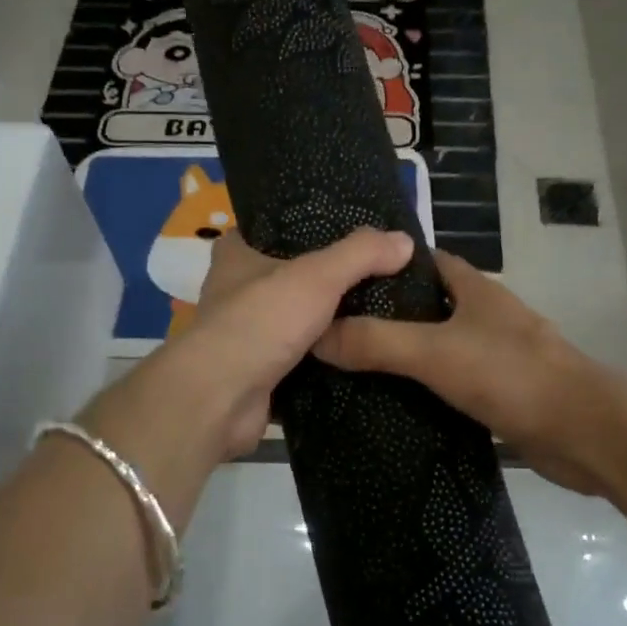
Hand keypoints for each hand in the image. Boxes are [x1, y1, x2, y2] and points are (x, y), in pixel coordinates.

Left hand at [138, 227, 414, 459]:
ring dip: (323, 326)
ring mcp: (244, 338)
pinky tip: (357, 359)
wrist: (221, 398)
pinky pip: (297, 365)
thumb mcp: (317, 276)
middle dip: (320, 281)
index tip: (337, 231)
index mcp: (236, 258)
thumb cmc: (261, 320)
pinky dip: (321, 365)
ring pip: (291, 324)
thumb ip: (361, 255)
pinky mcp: (255, 377)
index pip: (263, 230)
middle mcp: (234, 294)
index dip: (296, 227)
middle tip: (371, 277)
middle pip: (284, 279)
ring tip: (373, 318)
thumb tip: (405, 241)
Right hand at [314, 250, 626, 495]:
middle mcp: (488, 318)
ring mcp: (498, 357)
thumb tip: (316, 334)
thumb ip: (378, 342)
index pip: (427, 262)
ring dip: (407, 355)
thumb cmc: (512, 375)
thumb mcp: (436, 353)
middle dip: (390, 314)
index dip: (389, 264)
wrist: (584, 433)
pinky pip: (455, 385)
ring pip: (443, 347)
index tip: (344, 278)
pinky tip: (396, 406)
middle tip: (337, 329)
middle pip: (432, 306)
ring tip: (354, 368)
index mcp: (477, 291)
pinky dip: (428, 391)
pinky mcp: (503, 395)